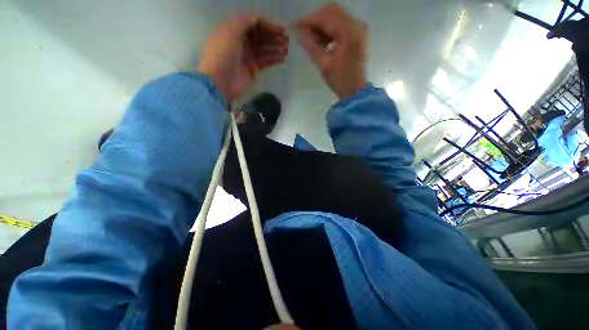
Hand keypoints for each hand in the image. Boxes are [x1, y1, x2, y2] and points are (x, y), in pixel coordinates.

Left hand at [198, 14, 288, 101]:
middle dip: (274, 36)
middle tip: (287, 40)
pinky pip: (265, 62)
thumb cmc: (222, 56)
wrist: (219, 83)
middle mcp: (241, 42)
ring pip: (264, 49)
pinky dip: (274, 59)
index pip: (254, 23)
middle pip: (260, 36)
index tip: (281, 30)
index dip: (268, 25)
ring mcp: (247, 57)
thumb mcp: (230, 33)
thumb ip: (243, 22)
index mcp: (234, 31)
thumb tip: (257, 19)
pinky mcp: (252, 70)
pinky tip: (282, 58)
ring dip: (276, 48)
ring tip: (286, 49)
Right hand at [295, 3, 367, 98]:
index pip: (326, 17)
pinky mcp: (358, 33)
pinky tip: (322, 42)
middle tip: (304, 33)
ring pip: (335, 16)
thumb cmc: (340, 80)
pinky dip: (329, 30)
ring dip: (321, 26)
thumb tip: (298, 34)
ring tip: (312, 41)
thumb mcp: (324, 65)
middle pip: (332, 11)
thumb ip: (311, 46)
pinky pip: (340, 24)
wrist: (355, 90)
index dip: (309, 20)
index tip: (295, 27)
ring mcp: (359, 28)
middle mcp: (357, 24)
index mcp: (349, 33)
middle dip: (315, 20)